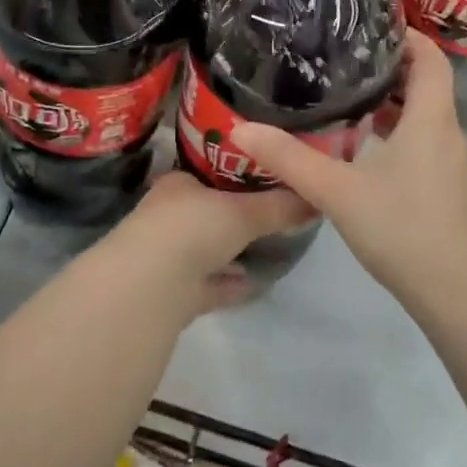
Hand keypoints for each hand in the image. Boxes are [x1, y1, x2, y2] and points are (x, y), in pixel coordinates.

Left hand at [113, 171, 314, 312]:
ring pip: (204, 250)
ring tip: (268, 247)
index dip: (234, 173)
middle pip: (206, 212)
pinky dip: (228, 284)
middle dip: (233, 215)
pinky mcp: (172, 293)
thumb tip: (315, 198)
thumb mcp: (244, 211)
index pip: (207, 172)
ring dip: (230, 251)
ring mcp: (166, 256)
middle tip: (273, 213)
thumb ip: (279, 206)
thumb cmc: (194, 228)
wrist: (151, 285)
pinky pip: (207, 285)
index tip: (266, 177)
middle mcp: (168, 217)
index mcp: (178, 186)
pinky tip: (254, 283)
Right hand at [232, 31, 466, 298]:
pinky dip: (398, 133)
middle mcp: (447, 133)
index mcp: (430, 119)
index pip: (430, 58)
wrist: (455, 291)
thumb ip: (289, 159)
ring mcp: (451, 163)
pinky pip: (424, 142)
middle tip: (344, 60)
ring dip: (392, 103)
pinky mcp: (447, 188)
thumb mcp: (336, 190)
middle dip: (390, 67)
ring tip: (347, 98)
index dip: (407, 36)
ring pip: (424, 116)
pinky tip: (363, 150)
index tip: (370, 26)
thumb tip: (241, 129)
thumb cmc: (401, 227)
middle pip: (426, 84)